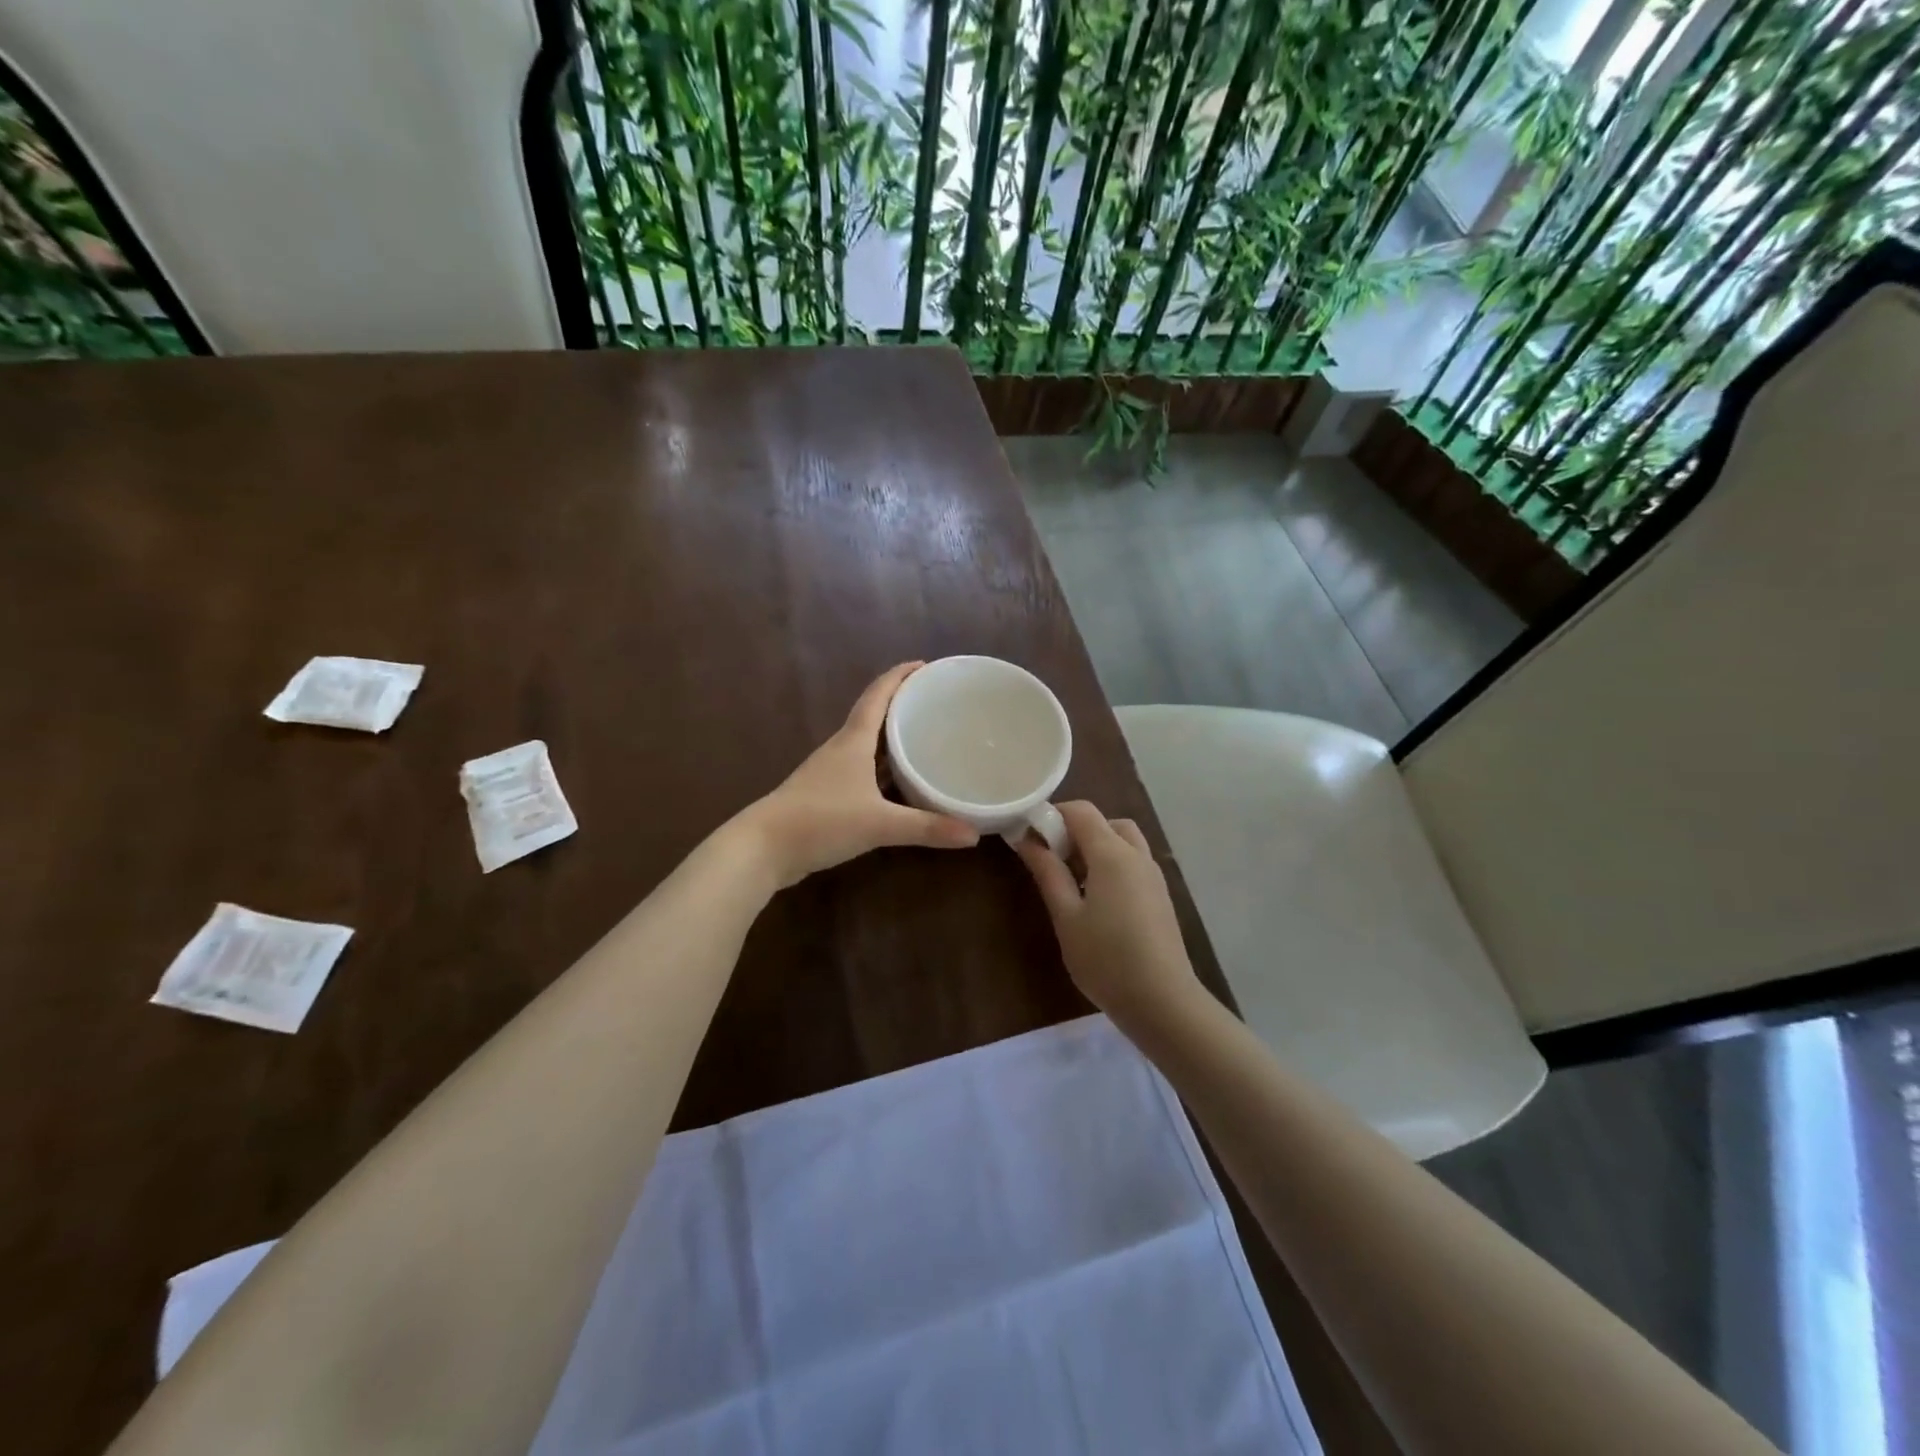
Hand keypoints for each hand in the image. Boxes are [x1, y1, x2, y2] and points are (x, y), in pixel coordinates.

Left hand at [735, 662, 979, 888]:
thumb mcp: (879, 824)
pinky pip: (861, 771)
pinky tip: (899, 784)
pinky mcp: (825, 795)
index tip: (924, 665)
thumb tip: (973, 834)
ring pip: (867, 745)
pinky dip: (882, 769)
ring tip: (924, 738)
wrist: (763, 848)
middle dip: (902, 705)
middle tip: (935, 703)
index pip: (878, 695)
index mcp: (853, 741)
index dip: (899, 676)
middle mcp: (841, 749)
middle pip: (873, 715)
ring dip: (891, 738)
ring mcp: (830, 772)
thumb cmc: (820, 821)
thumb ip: (926, 827)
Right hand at [1015, 801, 1201, 1025]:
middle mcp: (1137, 855)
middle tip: (1053, 860)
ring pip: (1123, 841)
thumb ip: (1047, 872)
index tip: (1030, 836)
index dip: (1052, 814)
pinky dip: (1112, 864)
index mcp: (1112, 853)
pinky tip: (1096, 900)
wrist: (1162, 1001)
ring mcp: (1153, 875)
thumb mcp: (1066, 915)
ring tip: (1072, 881)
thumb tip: (1027, 840)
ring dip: (1096, 847)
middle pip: (1105, 822)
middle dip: (1076, 831)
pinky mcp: (1160, 895)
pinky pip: (1133, 862)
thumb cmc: (1105, 958)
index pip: (1081, 810)